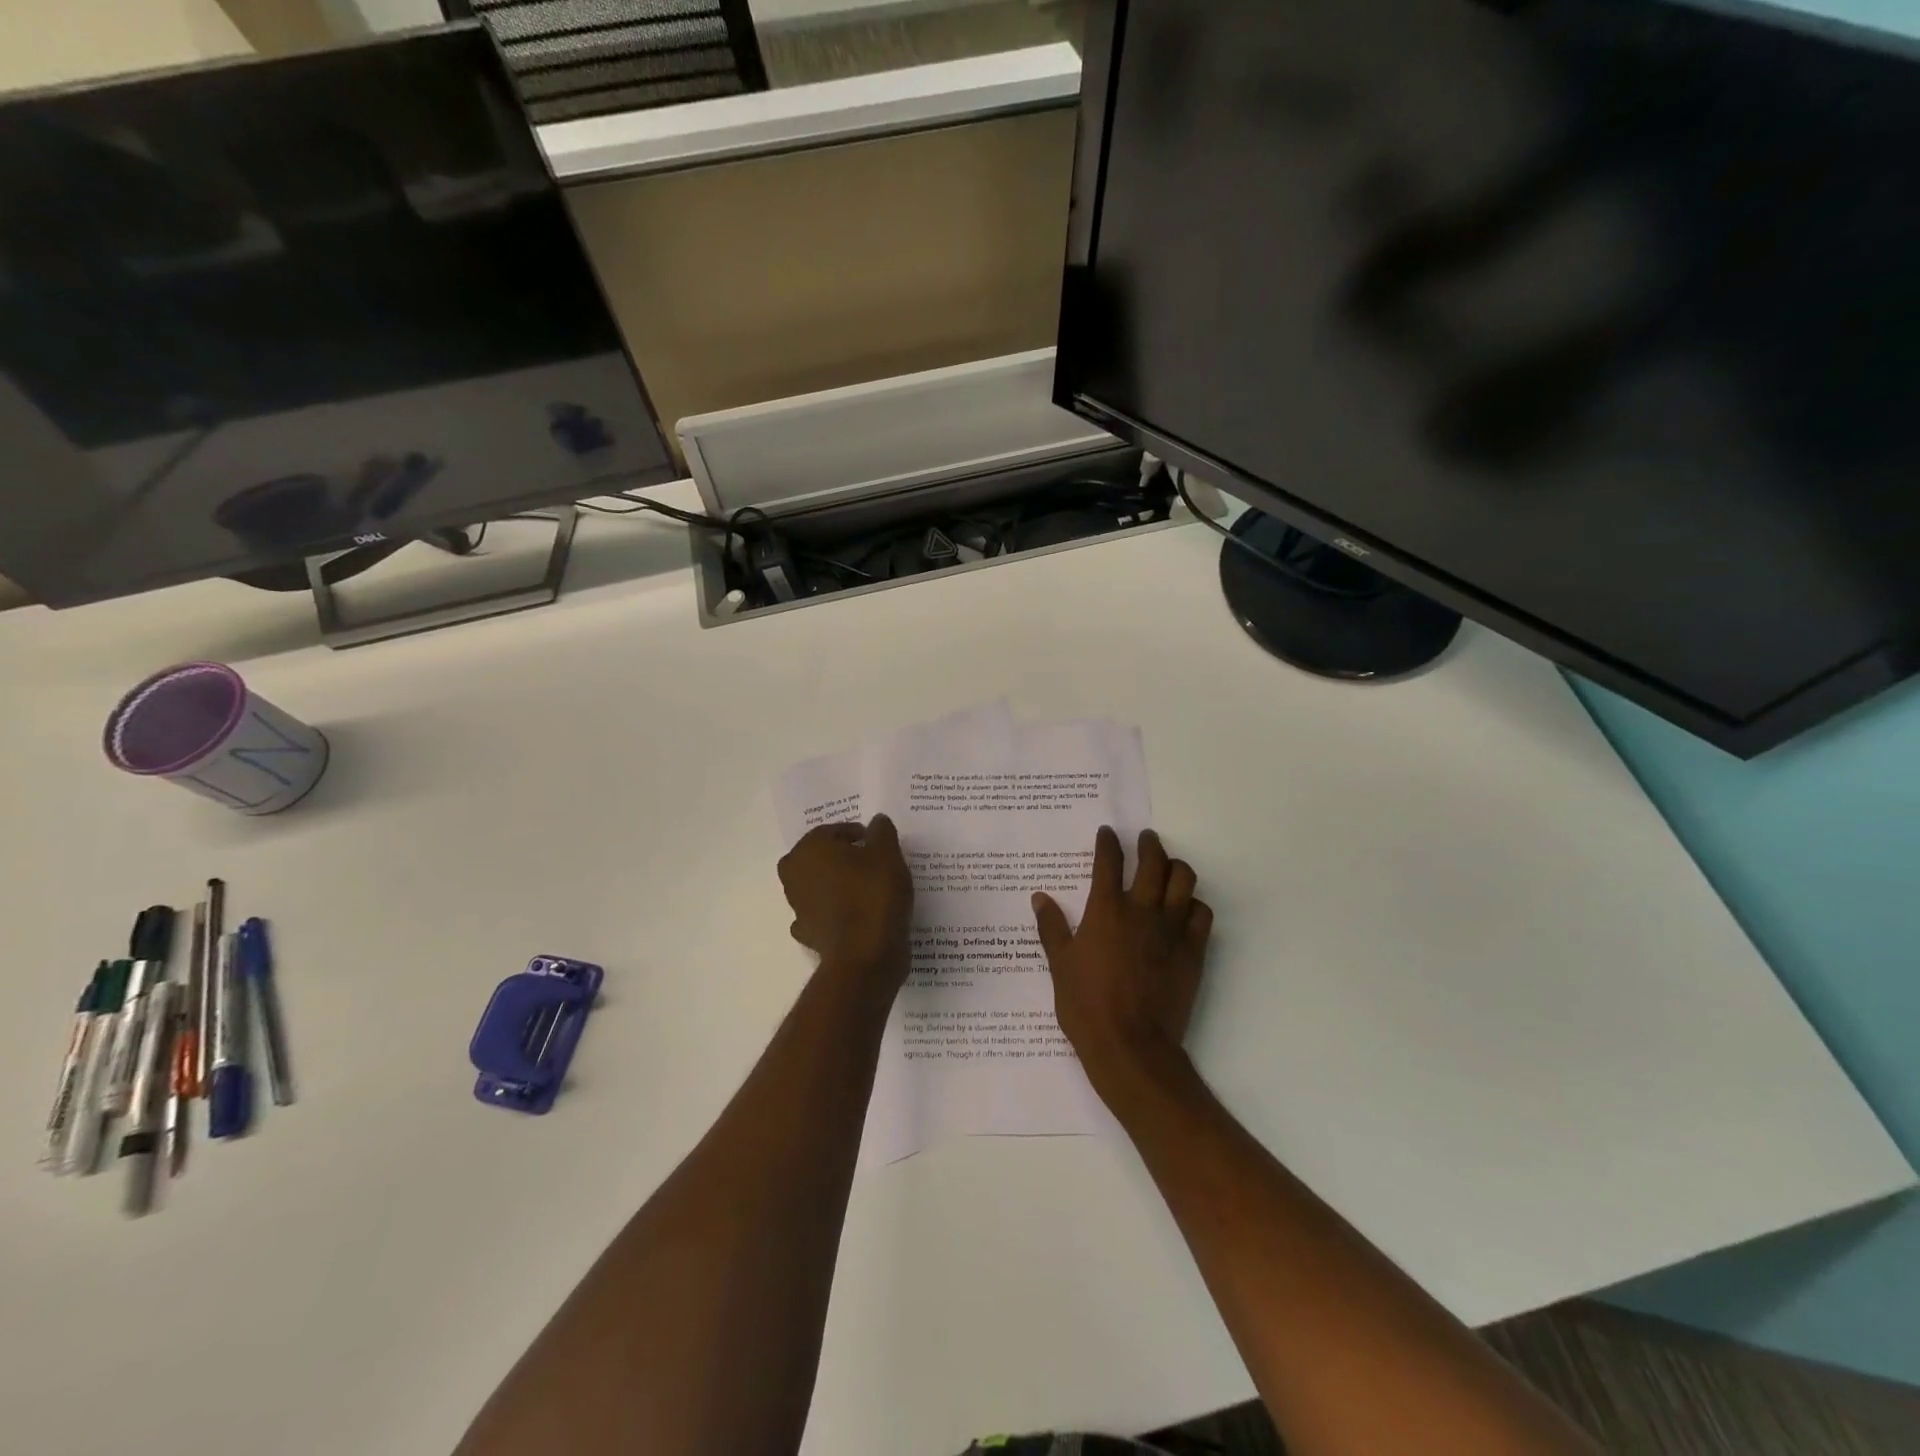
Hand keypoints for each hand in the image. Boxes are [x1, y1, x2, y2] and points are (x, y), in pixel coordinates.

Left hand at [779, 816, 914, 995]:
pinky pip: (822, 913)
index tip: (877, 842)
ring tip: (868, 888)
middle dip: (841, 857)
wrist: (865, 955)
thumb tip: (876, 822)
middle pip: (820, 857)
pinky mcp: (807, 933)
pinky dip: (835, 912)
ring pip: (818, 885)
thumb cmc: (874, 894)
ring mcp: (797, 906)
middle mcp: (794, 874)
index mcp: (809, 849)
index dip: (857, 834)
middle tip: (870, 862)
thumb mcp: (887, 854)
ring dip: (836, 884)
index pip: (833, 831)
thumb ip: (881, 832)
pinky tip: (855, 915)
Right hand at [1032, 827, 1212, 1103]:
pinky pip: (1201, 913)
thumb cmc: (1087, 1006)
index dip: (1108, 842)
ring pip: (1184, 880)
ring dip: (1176, 867)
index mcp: (1105, 910)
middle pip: (1153, 861)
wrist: (1131, 1046)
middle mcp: (1141, 910)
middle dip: (1149, 844)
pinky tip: (1185, 909)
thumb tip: (1039, 897)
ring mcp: (1171, 929)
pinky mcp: (1193, 950)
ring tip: (1169, 868)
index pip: (1109, 861)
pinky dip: (1194, 904)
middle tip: (1146, 839)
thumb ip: (1051, 927)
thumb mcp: (1059, 965)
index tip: (1108, 833)